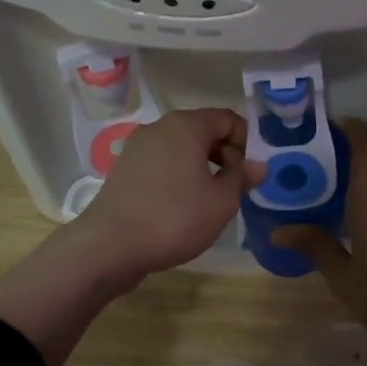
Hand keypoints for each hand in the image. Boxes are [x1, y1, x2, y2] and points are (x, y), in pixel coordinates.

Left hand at [70, 108, 265, 280]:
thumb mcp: (221, 201)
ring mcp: (137, 147)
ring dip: (202, 167)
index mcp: (186, 126)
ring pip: (181, 148)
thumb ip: (241, 178)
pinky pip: (162, 163)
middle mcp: (159, 127)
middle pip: (203, 131)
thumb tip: (256, 165)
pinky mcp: (124, 169)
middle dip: (225, 154)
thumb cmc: (175, 218)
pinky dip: (179, 176)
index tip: (252, 172)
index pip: (228, 119)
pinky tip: (183, 205)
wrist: (109, 246)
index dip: (247, 142)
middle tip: (237, 187)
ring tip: (212, 199)